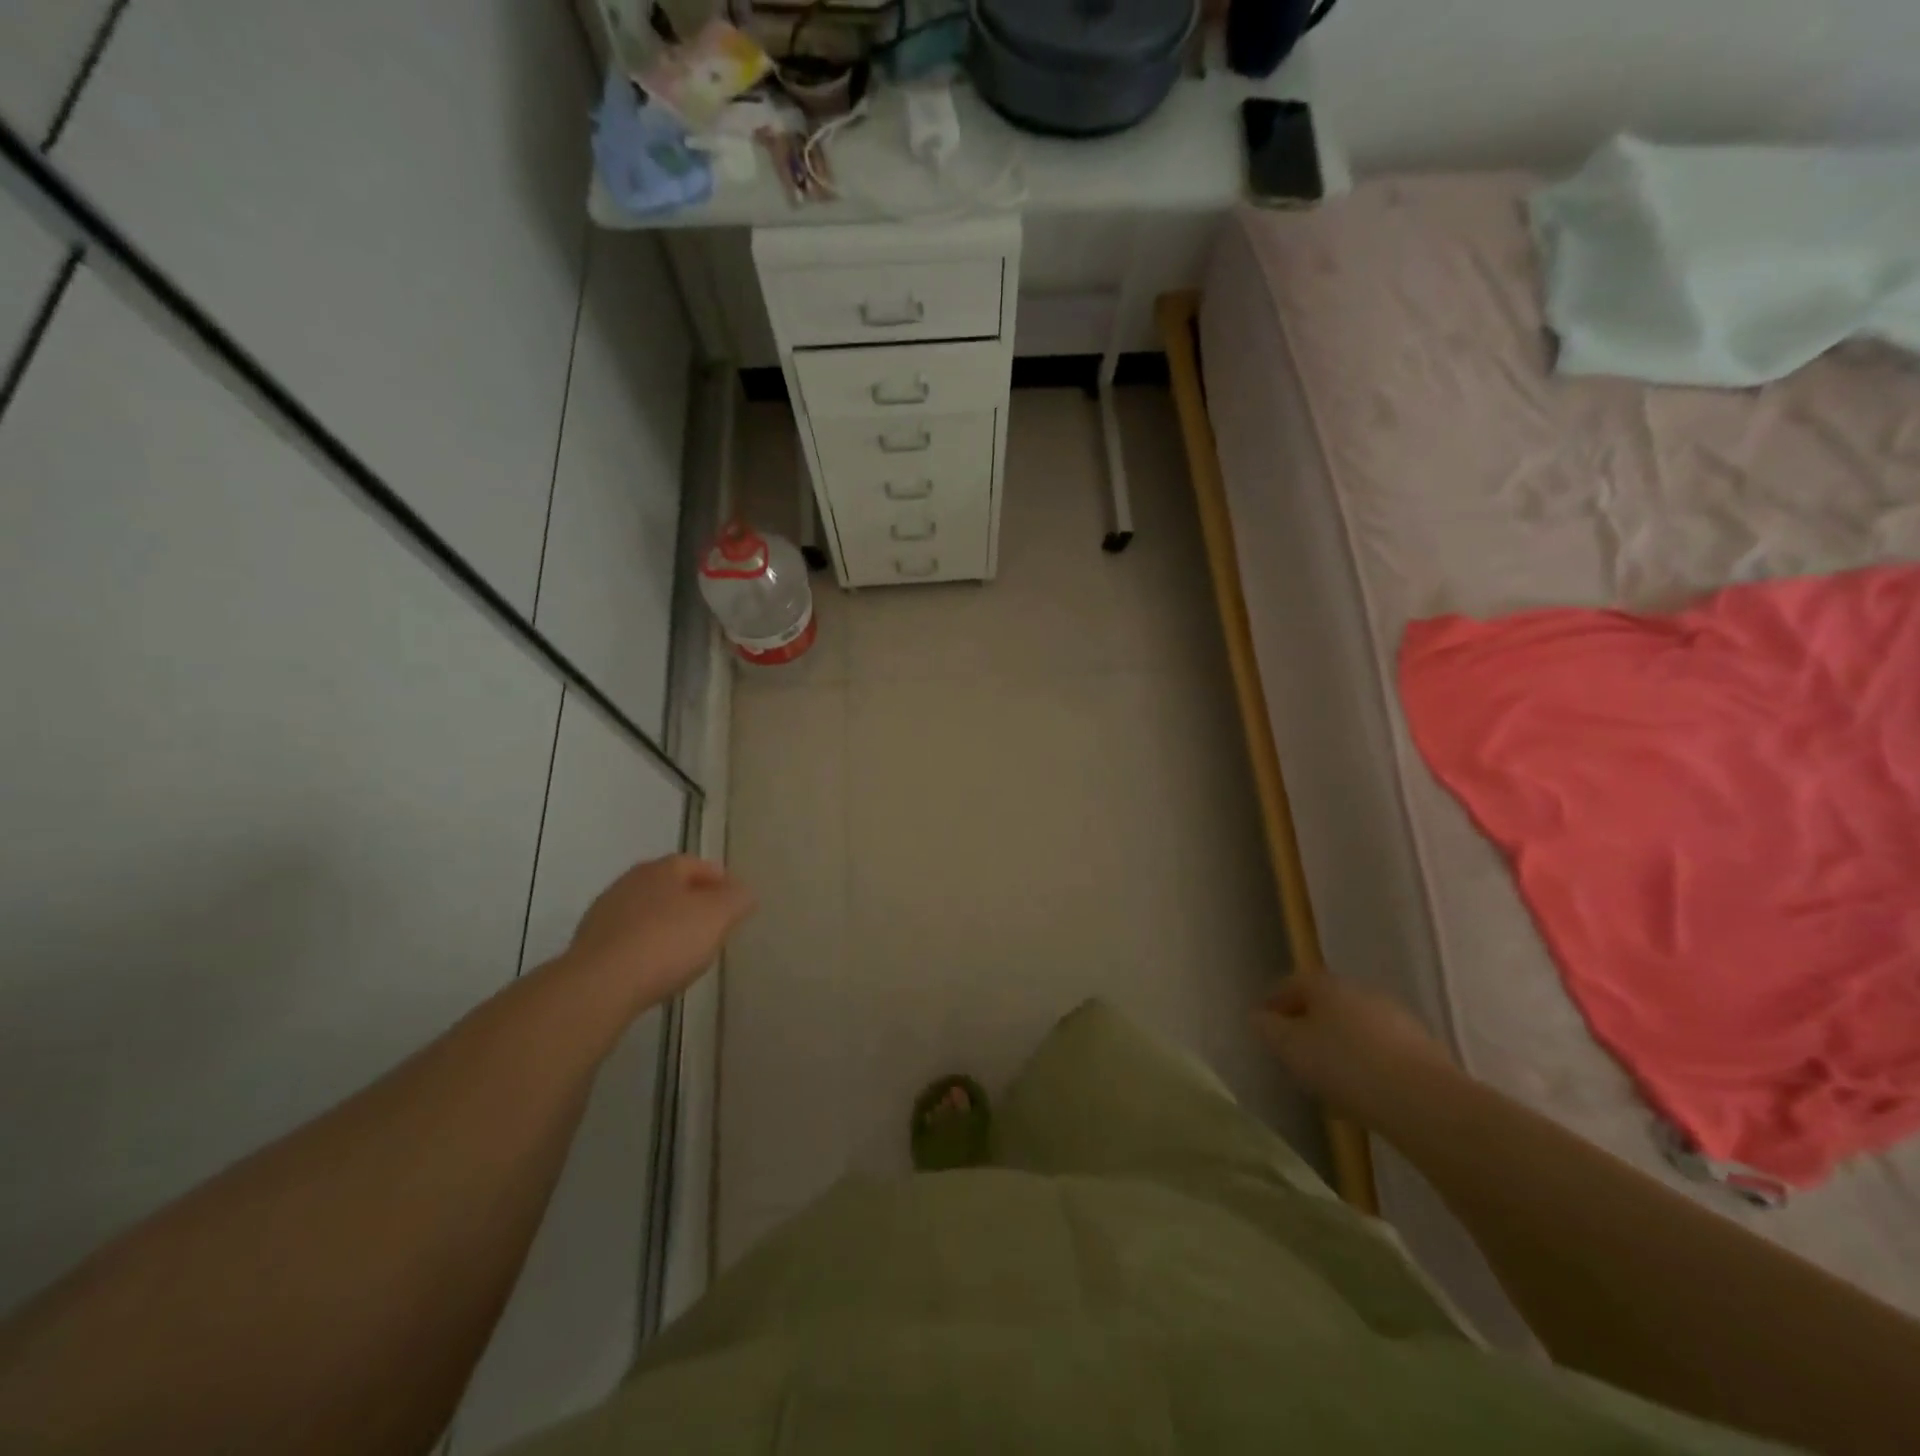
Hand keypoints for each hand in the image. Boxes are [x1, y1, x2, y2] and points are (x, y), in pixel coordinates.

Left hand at [563, 855, 754, 1012]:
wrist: (600, 985)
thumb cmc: (667, 942)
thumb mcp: (718, 917)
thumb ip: (737, 899)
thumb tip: (743, 892)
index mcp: (661, 869)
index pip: (695, 864)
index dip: (719, 880)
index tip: (734, 900)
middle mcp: (629, 882)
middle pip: (669, 886)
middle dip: (692, 900)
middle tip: (713, 923)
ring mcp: (605, 913)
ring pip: (647, 912)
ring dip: (666, 924)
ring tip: (685, 949)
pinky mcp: (589, 946)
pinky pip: (629, 939)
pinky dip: (645, 946)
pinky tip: (655, 967)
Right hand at [1253, 973, 1455, 1125]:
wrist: (1426, 1102)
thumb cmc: (1345, 1066)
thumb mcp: (1291, 1049)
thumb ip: (1269, 1029)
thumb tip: (1257, 1016)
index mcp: (1327, 985)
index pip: (1292, 984)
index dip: (1274, 1002)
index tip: (1262, 1023)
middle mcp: (1362, 992)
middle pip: (1326, 1003)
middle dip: (1308, 1023)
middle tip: (1293, 1050)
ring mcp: (1396, 1019)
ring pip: (1355, 1026)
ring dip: (1338, 1043)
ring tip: (1327, 1075)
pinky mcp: (1422, 1049)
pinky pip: (1380, 1049)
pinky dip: (1365, 1061)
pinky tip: (1361, 1090)